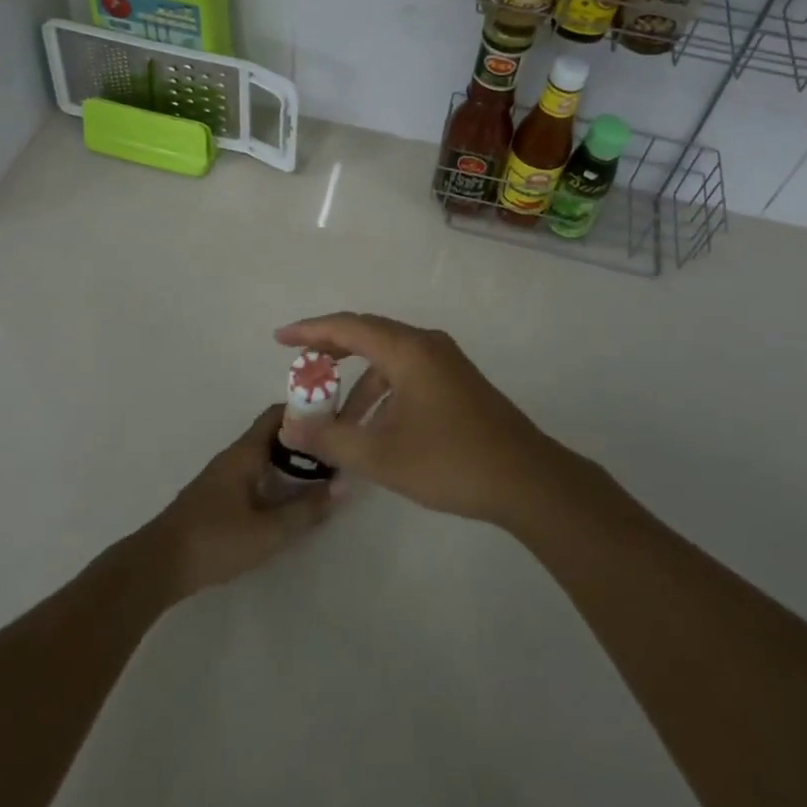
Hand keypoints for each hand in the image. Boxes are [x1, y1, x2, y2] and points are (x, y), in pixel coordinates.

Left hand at [141, 405, 336, 599]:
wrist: (158, 566)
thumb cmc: (215, 541)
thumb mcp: (268, 531)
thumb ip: (306, 510)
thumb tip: (343, 486)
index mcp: (245, 453)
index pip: (278, 415)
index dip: (306, 411)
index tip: (335, 420)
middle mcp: (234, 456)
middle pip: (273, 434)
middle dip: (304, 439)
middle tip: (336, 452)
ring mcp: (223, 476)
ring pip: (264, 456)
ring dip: (290, 460)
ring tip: (320, 475)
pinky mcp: (217, 497)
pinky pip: (254, 474)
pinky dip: (275, 477)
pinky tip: (288, 498)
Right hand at [273, 313, 564, 525]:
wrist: (526, 479)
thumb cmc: (451, 462)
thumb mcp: (381, 456)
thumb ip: (332, 438)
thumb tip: (290, 427)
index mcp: (408, 350)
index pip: (348, 327)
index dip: (310, 331)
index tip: (280, 339)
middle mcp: (427, 345)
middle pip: (369, 335)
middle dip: (331, 352)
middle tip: (301, 371)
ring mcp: (447, 362)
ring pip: (389, 359)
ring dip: (359, 383)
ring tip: (336, 420)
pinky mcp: (458, 382)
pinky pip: (408, 373)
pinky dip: (383, 392)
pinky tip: (374, 426)